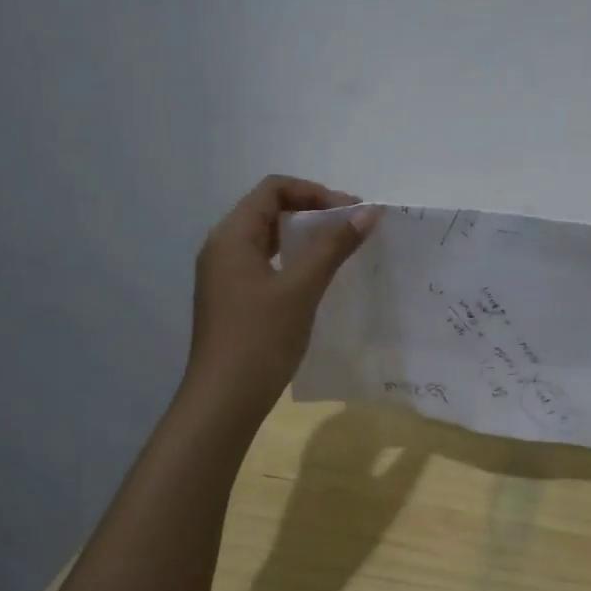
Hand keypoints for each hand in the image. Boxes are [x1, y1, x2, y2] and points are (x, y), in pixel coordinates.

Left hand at [182, 176, 378, 421]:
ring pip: (267, 238)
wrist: (224, 401)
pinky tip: (316, 277)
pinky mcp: (232, 298)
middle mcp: (222, 247)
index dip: (314, 192)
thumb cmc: (260, 338)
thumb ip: (333, 246)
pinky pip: (265, 262)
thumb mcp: (301, 288)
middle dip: (312, 210)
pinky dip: (293, 259)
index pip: (273, 189)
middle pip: (268, 209)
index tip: (351, 212)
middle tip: (350, 227)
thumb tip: (367, 213)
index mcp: (232, 236)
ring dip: (303, 236)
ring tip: (339, 247)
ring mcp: (224, 275)